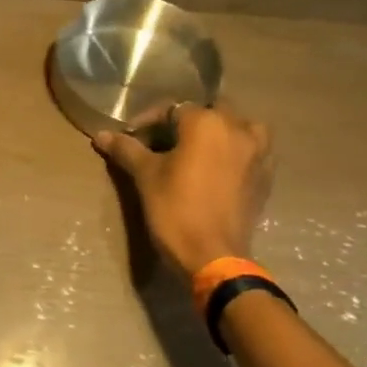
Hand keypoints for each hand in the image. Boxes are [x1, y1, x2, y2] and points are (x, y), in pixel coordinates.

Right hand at [94, 103, 272, 277]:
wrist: (213, 256)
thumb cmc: (175, 209)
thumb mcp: (145, 176)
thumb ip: (126, 149)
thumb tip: (101, 135)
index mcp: (207, 122)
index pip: (172, 109)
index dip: (147, 122)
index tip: (132, 139)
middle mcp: (239, 128)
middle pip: (207, 113)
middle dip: (183, 124)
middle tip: (161, 144)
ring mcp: (258, 153)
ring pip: (237, 127)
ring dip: (216, 133)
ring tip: (196, 152)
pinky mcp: (266, 176)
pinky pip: (250, 151)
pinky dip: (234, 152)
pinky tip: (217, 169)